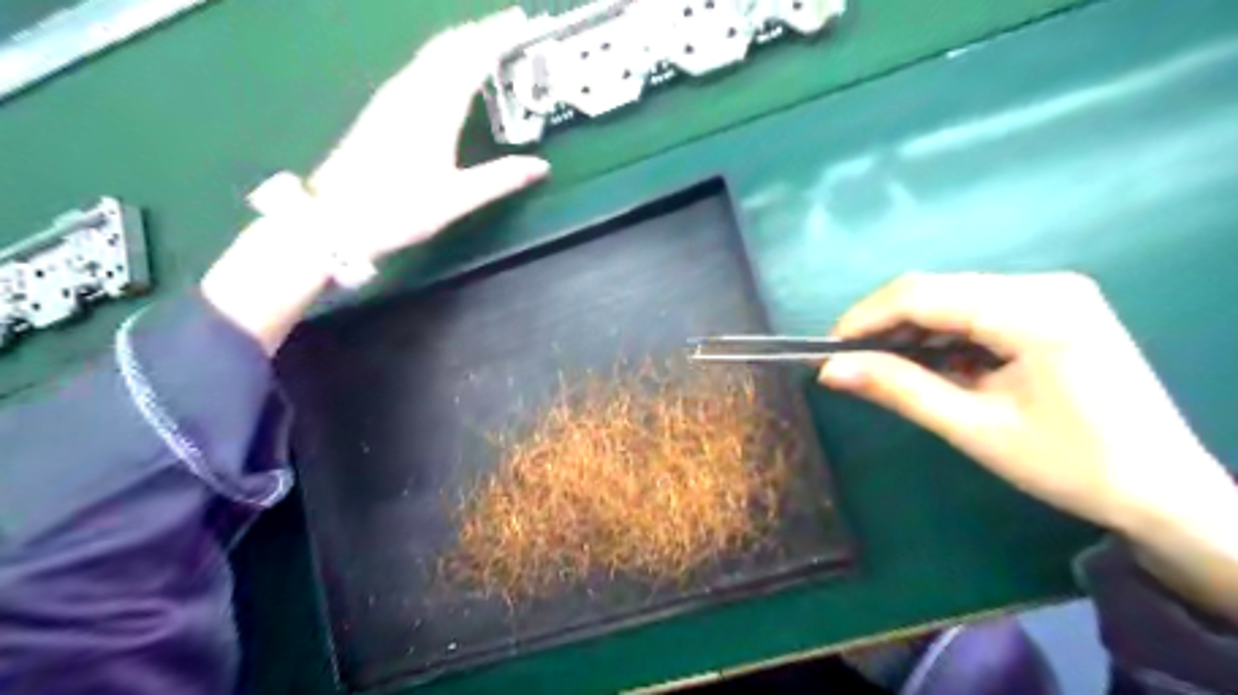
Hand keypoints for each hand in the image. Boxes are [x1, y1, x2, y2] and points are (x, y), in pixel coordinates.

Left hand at [204, 12, 544, 352]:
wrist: (335, 218)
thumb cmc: (399, 209)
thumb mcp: (456, 199)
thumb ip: (500, 179)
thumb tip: (541, 167)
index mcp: (434, 109)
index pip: (470, 59)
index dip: (496, 37)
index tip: (520, 22)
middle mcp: (412, 92)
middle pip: (448, 46)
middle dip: (480, 31)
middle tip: (510, 24)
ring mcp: (393, 97)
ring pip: (431, 53)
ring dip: (461, 40)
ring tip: (487, 39)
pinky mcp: (383, 107)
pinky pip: (420, 67)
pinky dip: (443, 57)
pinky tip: (449, 67)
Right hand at [821, 271, 1237, 617]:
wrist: (1166, 491)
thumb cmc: (1071, 466)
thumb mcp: (973, 428)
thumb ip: (898, 389)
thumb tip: (830, 369)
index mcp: (1034, 310)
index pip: (922, 294)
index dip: (865, 317)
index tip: (829, 349)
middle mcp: (1045, 284)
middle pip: (936, 290)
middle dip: (885, 325)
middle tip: (852, 364)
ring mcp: (1054, 292)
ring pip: (952, 297)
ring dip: (912, 330)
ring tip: (887, 369)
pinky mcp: (1054, 306)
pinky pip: (977, 309)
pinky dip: (943, 335)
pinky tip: (934, 365)